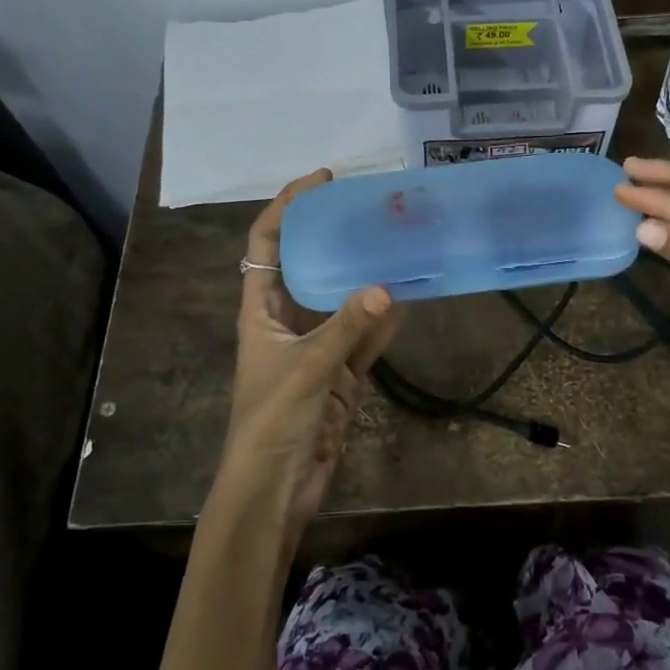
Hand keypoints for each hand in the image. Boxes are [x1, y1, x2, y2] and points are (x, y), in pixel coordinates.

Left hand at [217, 170, 405, 548]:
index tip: (324, 180)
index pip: (267, 243)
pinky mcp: (340, 373)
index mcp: (260, 309)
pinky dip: (385, 320)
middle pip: (310, 264)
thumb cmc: (271, 421)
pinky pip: (366, 337)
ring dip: (367, 276)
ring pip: (344, 299)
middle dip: (337, 235)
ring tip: (398, 242)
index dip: (289, 206)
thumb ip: (346, 328)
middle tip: (373, 209)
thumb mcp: (306, 368)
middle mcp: (287, 320)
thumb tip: (386, 287)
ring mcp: (316, 347)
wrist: (274, 488)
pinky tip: (410, 296)